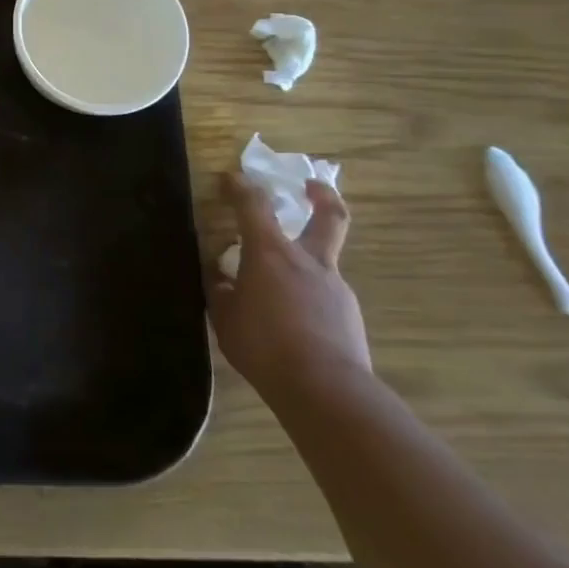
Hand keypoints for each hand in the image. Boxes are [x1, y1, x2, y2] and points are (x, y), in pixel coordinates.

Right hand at [206, 172, 368, 405]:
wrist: (325, 390)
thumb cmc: (264, 345)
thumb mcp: (224, 316)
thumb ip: (221, 289)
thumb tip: (220, 273)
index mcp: (271, 253)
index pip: (254, 205)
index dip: (240, 186)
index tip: (230, 177)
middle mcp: (308, 261)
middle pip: (329, 217)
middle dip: (322, 196)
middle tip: (310, 186)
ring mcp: (335, 287)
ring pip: (322, 261)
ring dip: (303, 261)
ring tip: (276, 289)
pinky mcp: (349, 315)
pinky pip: (324, 295)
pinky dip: (308, 297)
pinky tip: (293, 321)